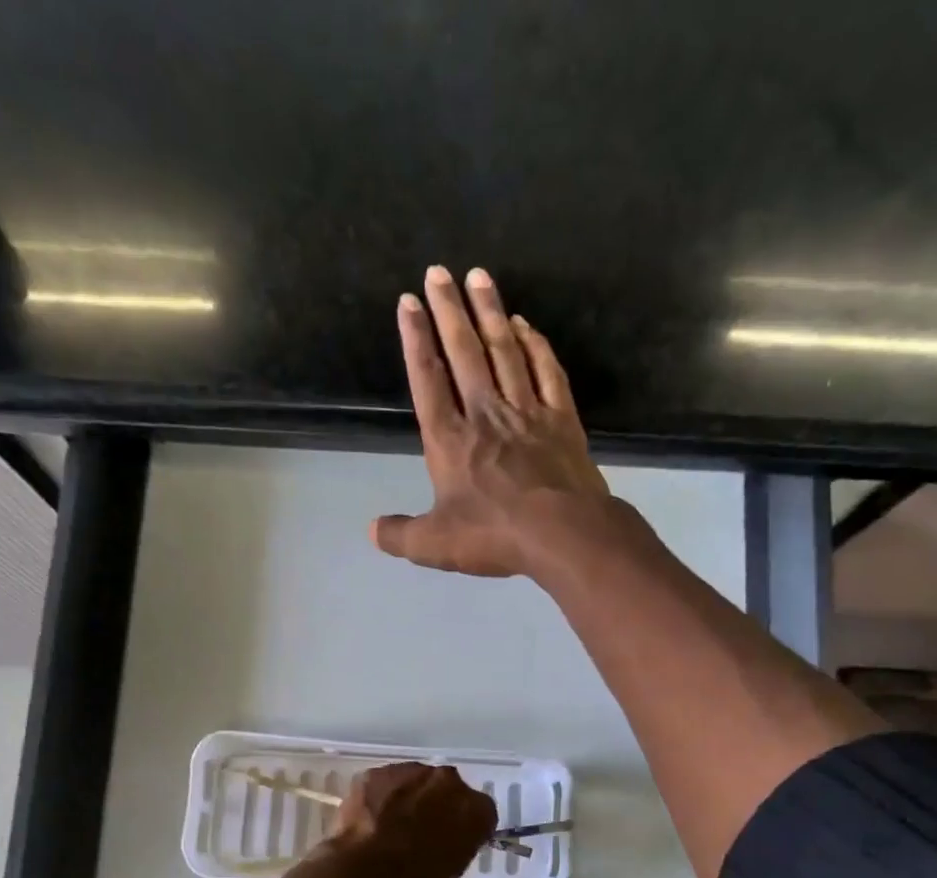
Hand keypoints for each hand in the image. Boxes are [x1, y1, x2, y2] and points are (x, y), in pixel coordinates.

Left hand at [304, 762, 497, 877]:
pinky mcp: (376, 773)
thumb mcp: (450, 873)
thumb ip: (456, 845)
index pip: (479, 811)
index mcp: (475, 811)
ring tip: (388, 824)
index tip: (450, 838)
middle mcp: (448, 782)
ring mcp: (410, 773)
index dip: (463, 824)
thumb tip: (446, 838)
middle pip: (446, 788)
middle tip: (417, 829)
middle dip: (435, 804)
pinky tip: (368, 820)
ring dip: (407, 797)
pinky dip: (379, 797)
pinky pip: (384, 783)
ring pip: (414, 781)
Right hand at [373, 265, 613, 577]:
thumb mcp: (435, 545)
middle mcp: (485, 414)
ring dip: (490, 312)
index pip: (428, 381)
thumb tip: (373, 531)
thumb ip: (401, 535)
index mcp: (450, 441)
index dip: (416, 340)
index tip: (408, 302)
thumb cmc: (494, 536)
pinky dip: (535, 345)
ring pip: (505, 351)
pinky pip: (546, 371)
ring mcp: (527, 412)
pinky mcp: (561, 419)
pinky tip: (526, 325)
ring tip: (479, 276)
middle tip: (438, 272)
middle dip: (448, 310)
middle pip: (464, 353)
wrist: (563, 534)